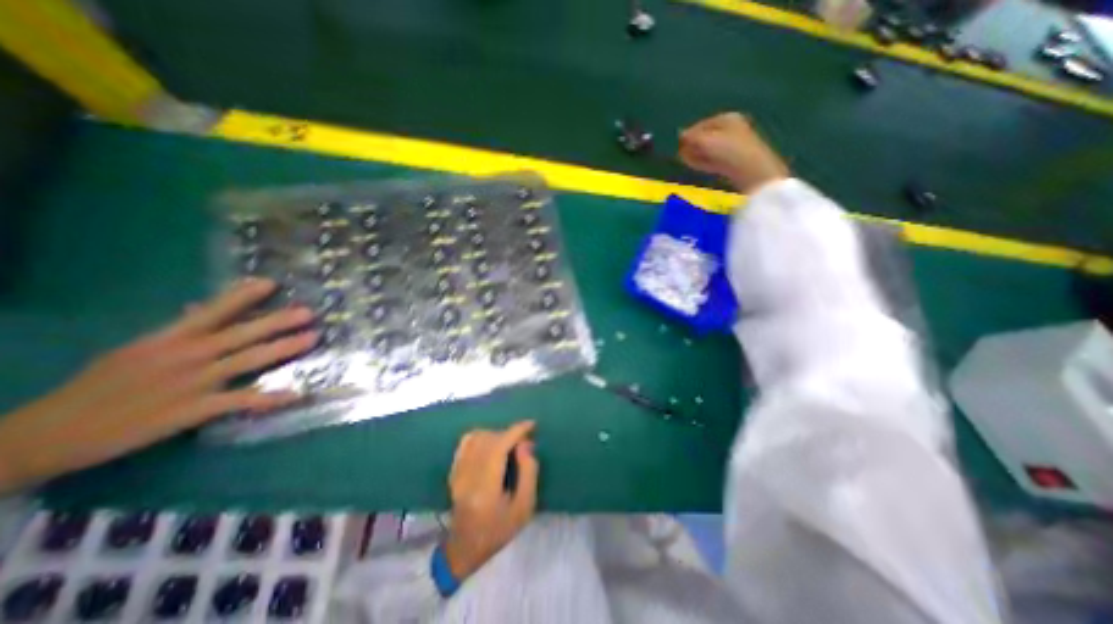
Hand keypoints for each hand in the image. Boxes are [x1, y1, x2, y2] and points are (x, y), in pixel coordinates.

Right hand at [0, 278, 315, 491]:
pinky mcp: (193, 410)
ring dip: (284, 349)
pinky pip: (241, 401)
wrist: (45, 435)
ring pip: (248, 360)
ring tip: (313, 338)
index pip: (212, 311)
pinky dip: (269, 398)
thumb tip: (202, 307)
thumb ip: (179, 331)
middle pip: (241, 334)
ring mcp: (192, 383)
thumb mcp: (136, 350)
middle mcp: (185, 356)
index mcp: (168, 339)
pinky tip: (296, 393)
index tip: (271, 283)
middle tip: (309, 313)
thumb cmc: (100, 386)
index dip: (242, 296)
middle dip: (277, 321)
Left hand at [447, 419, 543, 580]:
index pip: (498, 447)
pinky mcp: (453, 471)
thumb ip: (528, 472)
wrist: (465, 549)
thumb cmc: (499, 531)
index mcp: (485, 489)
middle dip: (509, 434)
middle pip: (488, 439)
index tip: (531, 425)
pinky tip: (492, 445)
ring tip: (509, 445)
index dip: (516, 431)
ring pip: (477, 437)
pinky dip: (482, 436)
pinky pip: (467, 442)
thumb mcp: (524, 507)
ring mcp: (457, 473)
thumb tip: (525, 444)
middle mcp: (467, 476)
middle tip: (524, 442)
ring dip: (496, 434)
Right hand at [679, 113, 789, 191]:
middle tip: (680, 152)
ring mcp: (732, 146)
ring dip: (696, 154)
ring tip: (684, 159)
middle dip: (692, 145)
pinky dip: (702, 162)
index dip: (689, 133)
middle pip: (706, 137)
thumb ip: (691, 137)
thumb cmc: (729, 150)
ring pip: (708, 149)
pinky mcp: (732, 162)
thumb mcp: (706, 141)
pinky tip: (693, 165)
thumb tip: (680, 134)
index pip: (702, 124)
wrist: (751, 171)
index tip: (678, 142)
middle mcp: (731, 129)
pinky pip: (713, 160)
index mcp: (727, 118)